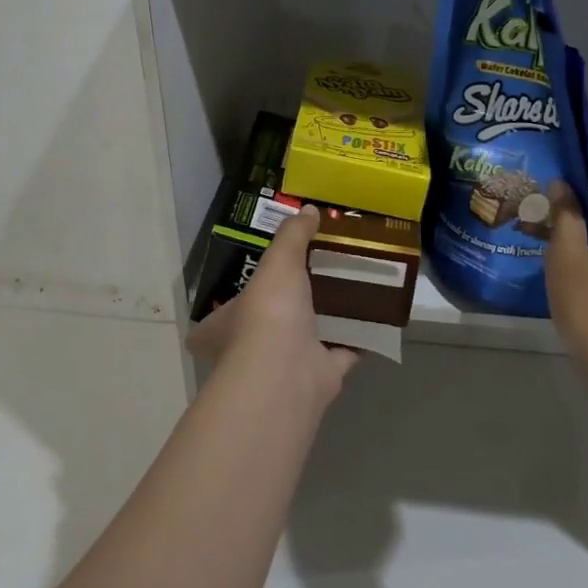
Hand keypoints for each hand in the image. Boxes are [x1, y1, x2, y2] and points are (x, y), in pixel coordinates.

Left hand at [187, 205, 356, 409]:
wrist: (289, 372)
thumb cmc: (268, 313)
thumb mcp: (278, 261)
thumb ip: (292, 236)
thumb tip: (308, 210)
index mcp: (226, 327)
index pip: (216, 319)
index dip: (228, 306)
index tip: (249, 288)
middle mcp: (251, 350)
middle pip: (265, 327)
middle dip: (283, 310)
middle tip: (308, 281)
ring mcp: (286, 367)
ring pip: (304, 340)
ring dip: (322, 323)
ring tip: (344, 293)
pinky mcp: (319, 377)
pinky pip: (340, 354)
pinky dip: (355, 341)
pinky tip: (371, 321)